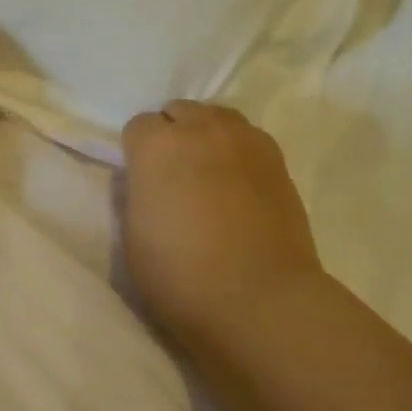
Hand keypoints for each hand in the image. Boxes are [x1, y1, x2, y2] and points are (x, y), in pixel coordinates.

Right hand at [119, 101, 322, 352]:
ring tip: (209, 176)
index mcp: (156, 146)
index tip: (143, 183)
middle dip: (172, 136)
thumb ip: (138, 195)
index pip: (137, 126)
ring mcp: (245, 140)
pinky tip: (239, 187)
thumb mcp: (133, 238)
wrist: (259, 298)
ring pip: (217, 118)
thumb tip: (149, 182)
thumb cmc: (182, 277)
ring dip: (207, 137)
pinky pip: (248, 139)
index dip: (137, 154)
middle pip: (179, 112)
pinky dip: (238, 153)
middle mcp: (201, 128)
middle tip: (174, 178)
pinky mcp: (278, 159)